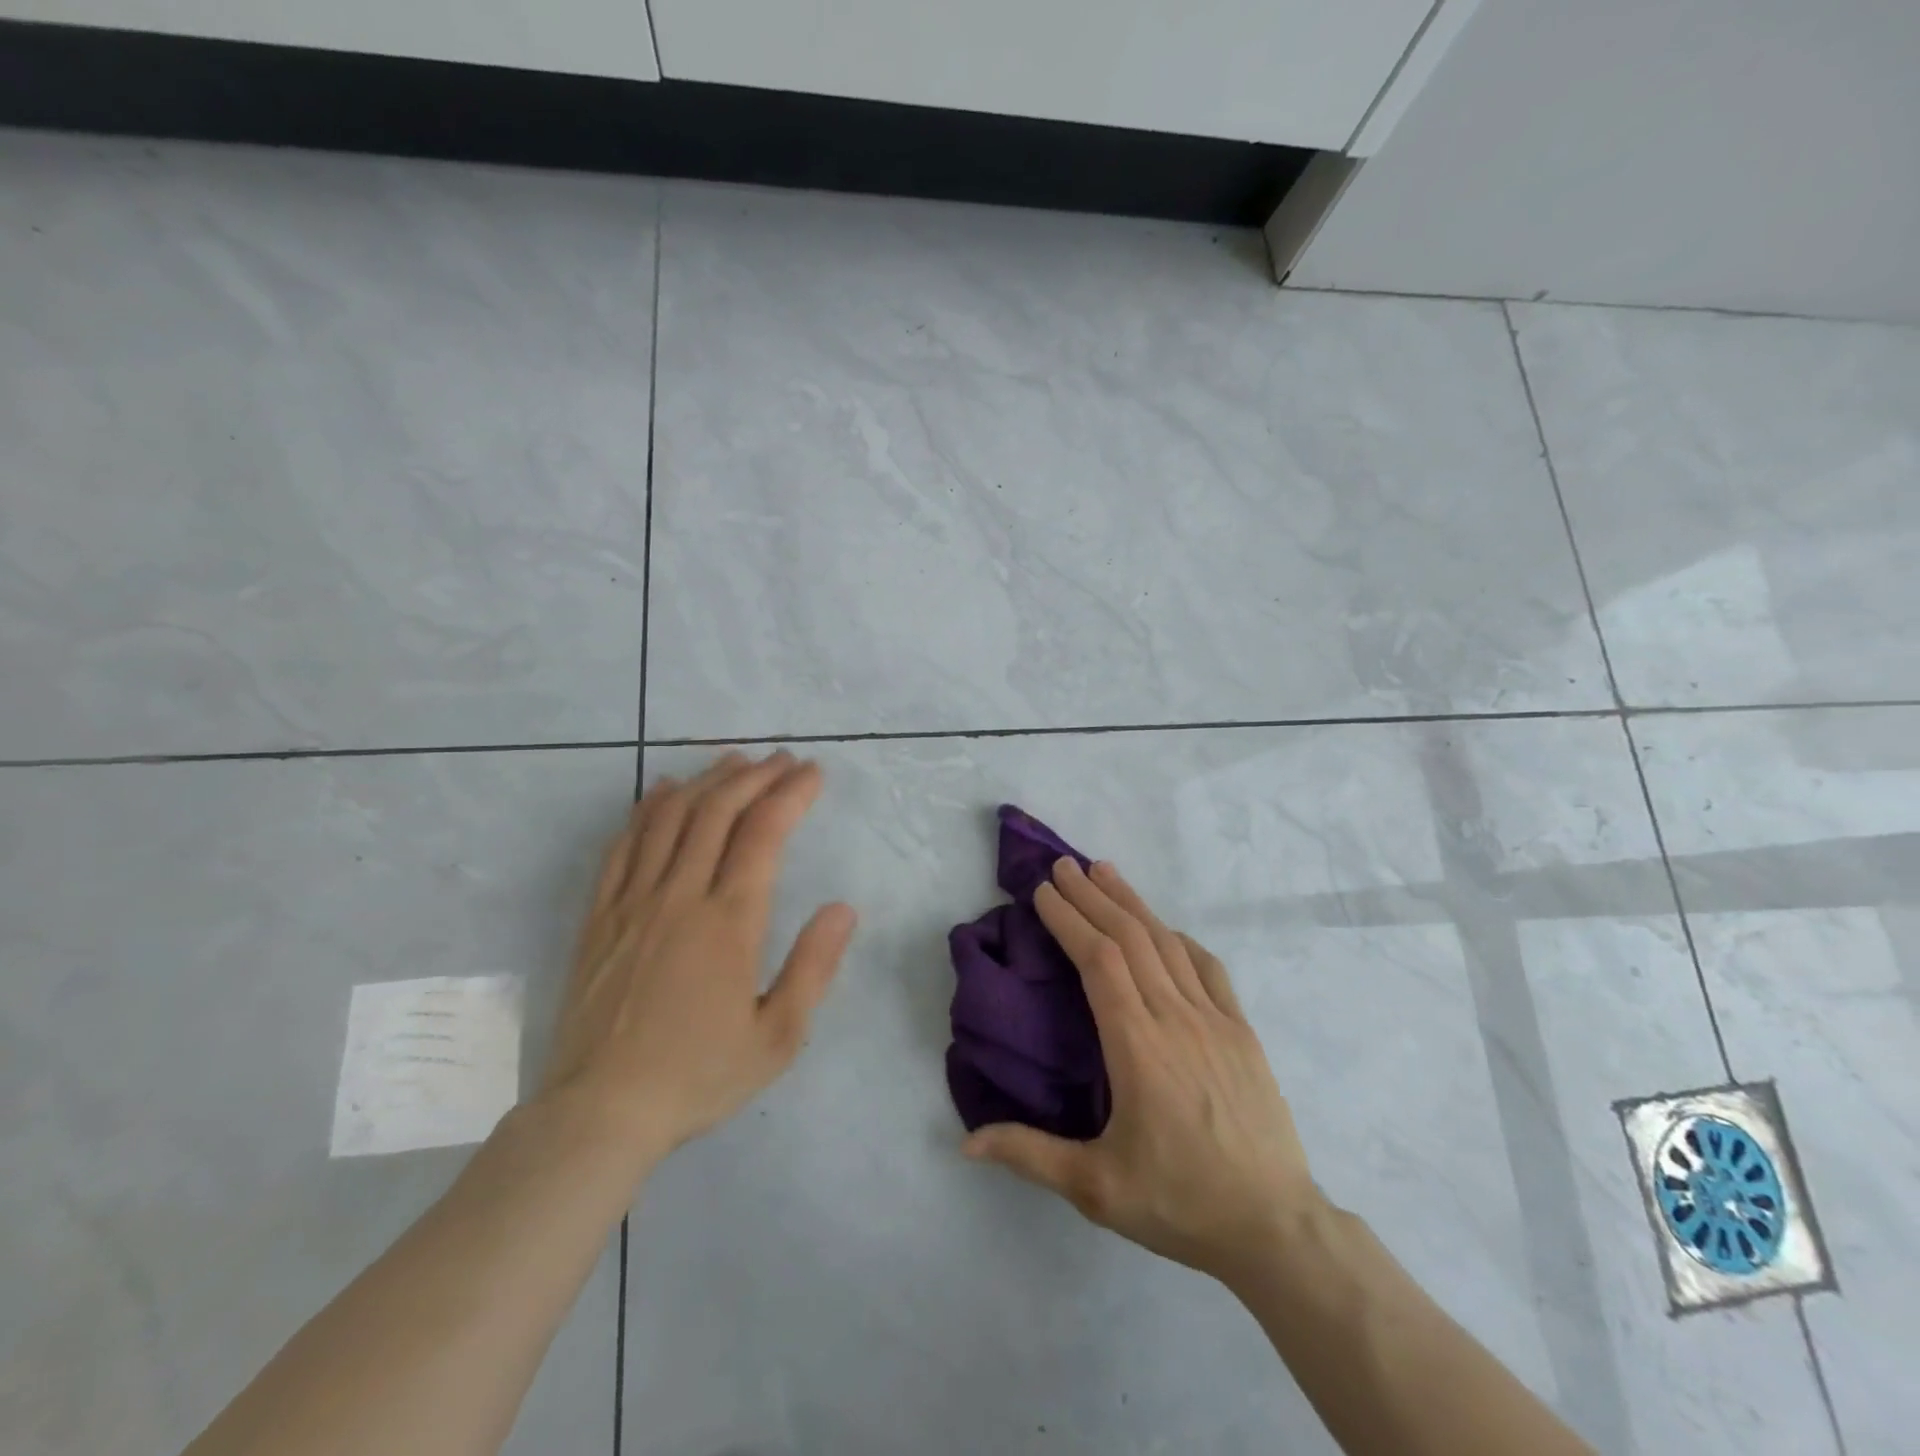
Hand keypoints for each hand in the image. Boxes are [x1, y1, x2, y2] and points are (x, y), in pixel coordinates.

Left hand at [539, 752, 856, 1170]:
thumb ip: (814, 967)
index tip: (813, 773)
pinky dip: (649, 808)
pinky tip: (665, 791)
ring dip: (707, 780)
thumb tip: (843, 908)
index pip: (764, 833)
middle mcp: (680, 896)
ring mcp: (633, 901)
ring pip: (672, 817)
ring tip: (735, 762)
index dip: (791, 794)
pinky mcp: (599, 915)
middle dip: (755, 776)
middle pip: (718, 811)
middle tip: (782, 759)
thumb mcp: (777, 1036)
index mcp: (729, 922)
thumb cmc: (698, 1075)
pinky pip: (625, 844)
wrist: (599, 1112)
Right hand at [964, 858, 1319, 1282]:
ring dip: (1132, 903)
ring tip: (1104, 872)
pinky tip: (1165, 927)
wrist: (1275, 1227)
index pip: (1098, 961)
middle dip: (1092, 896)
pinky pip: (1208, 968)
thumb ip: (1029, 1154)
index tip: (1044, 891)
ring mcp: (1214, 1019)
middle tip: (1063, 865)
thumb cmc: (1179, 1202)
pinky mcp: (1242, 1031)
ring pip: (1167, 943)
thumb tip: (964, 1142)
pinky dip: (1179, 938)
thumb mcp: (1096, 1187)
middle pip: (1129, 938)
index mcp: (1137, 1046)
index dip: (1070, 920)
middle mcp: (1175, 1018)